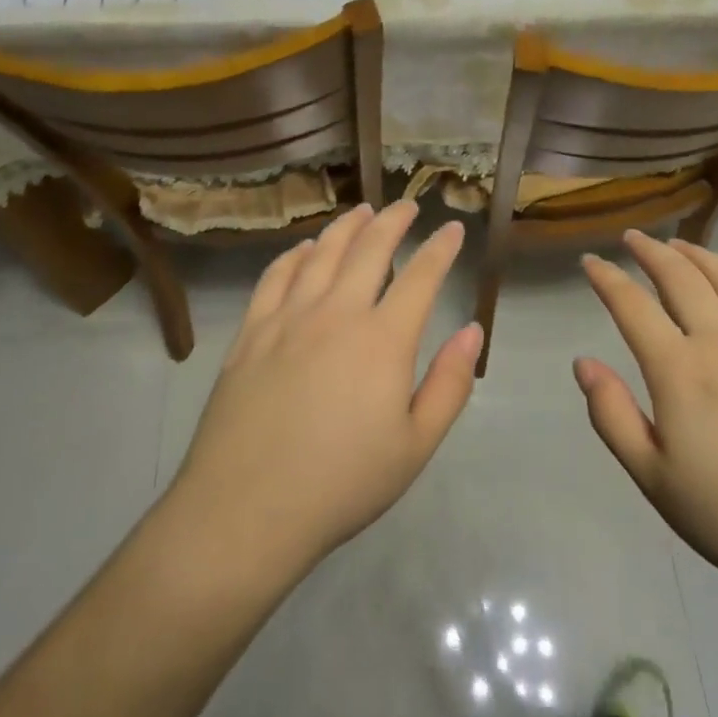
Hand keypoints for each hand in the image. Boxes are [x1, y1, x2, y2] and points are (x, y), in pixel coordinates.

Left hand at [166, 202, 481, 579]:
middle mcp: (337, 313)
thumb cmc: (342, 484)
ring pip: (322, 252)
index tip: (452, 229)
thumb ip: (449, 384)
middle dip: (394, 220)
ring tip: (362, 211)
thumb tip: (472, 330)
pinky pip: (276, 275)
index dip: (440, 248)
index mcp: (383, 340)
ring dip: (347, 226)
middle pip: (370, 249)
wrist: (246, 510)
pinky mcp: (251, 332)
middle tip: (408, 206)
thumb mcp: (415, 446)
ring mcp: (288, 318)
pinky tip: (305, 248)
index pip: (421, 276)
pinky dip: (295, 254)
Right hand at [575, 233, 717, 612]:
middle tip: (633, 237)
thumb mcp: (654, 478)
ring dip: (699, 255)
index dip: (607, 278)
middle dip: (651, 252)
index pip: (632, 307)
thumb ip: (612, 414)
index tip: (590, 260)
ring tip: (680, 244)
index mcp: (679, 370)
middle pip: (682, 278)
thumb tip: (583, 363)